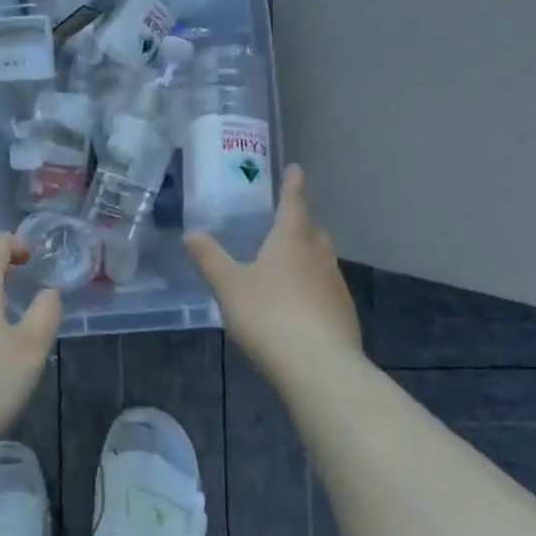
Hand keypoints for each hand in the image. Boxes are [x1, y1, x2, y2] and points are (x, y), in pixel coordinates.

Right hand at [186, 165, 360, 372]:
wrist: (319, 367)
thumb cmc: (269, 316)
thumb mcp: (229, 286)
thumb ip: (210, 259)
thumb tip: (191, 233)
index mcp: (291, 241)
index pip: (293, 205)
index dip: (292, 186)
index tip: (296, 169)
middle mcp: (318, 257)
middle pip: (313, 232)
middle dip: (301, 224)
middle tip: (286, 222)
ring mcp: (336, 287)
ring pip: (322, 261)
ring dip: (308, 256)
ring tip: (287, 266)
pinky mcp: (344, 315)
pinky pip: (326, 289)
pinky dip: (313, 287)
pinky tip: (299, 305)